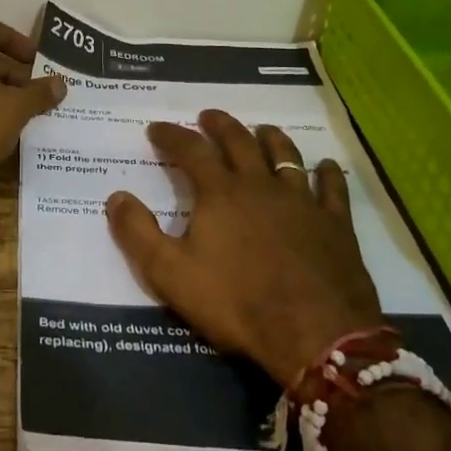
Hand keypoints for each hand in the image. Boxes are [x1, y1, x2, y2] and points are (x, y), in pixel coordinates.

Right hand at [106, 111, 384, 385]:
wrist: (315, 334)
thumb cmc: (238, 303)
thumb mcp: (171, 274)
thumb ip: (138, 233)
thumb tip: (115, 196)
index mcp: (220, 193)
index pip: (190, 150)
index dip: (171, 135)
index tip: (156, 128)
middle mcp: (260, 184)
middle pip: (239, 141)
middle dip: (219, 125)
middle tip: (207, 116)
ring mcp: (302, 201)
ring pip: (285, 155)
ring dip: (271, 138)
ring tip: (262, 130)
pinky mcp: (335, 224)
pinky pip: (332, 188)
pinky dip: (327, 173)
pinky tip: (326, 166)